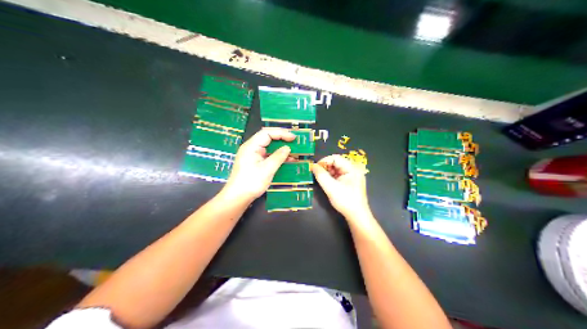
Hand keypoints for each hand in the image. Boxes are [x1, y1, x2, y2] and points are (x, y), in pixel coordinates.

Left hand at [221, 128, 295, 201]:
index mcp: (251, 146)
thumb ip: (278, 157)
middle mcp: (251, 148)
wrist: (237, 197)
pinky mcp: (254, 163)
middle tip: (295, 142)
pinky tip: (287, 160)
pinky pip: (267, 156)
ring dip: (281, 149)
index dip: (281, 133)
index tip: (293, 137)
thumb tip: (287, 148)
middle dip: (282, 139)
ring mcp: (252, 156)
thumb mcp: (267, 169)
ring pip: (269, 147)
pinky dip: (277, 157)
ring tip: (294, 151)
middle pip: (268, 138)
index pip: (267, 133)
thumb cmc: (251, 182)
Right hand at [312, 154, 370, 220]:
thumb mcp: (331, 187)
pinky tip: (327, 183)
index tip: (315, 168)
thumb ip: (321, 175)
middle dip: (325, 167)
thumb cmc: (345, 201)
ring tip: (321, 179)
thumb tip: (313, 166)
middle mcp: (354, 170)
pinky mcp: (350, 182)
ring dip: (328, 173)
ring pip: (337, 169)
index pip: (335, 158)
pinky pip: (339, 175)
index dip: (324, 161)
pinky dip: (332, 177)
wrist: (357, 216)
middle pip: (337, 163)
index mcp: (352, 168)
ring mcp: (353, 176)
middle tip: (316, 174)